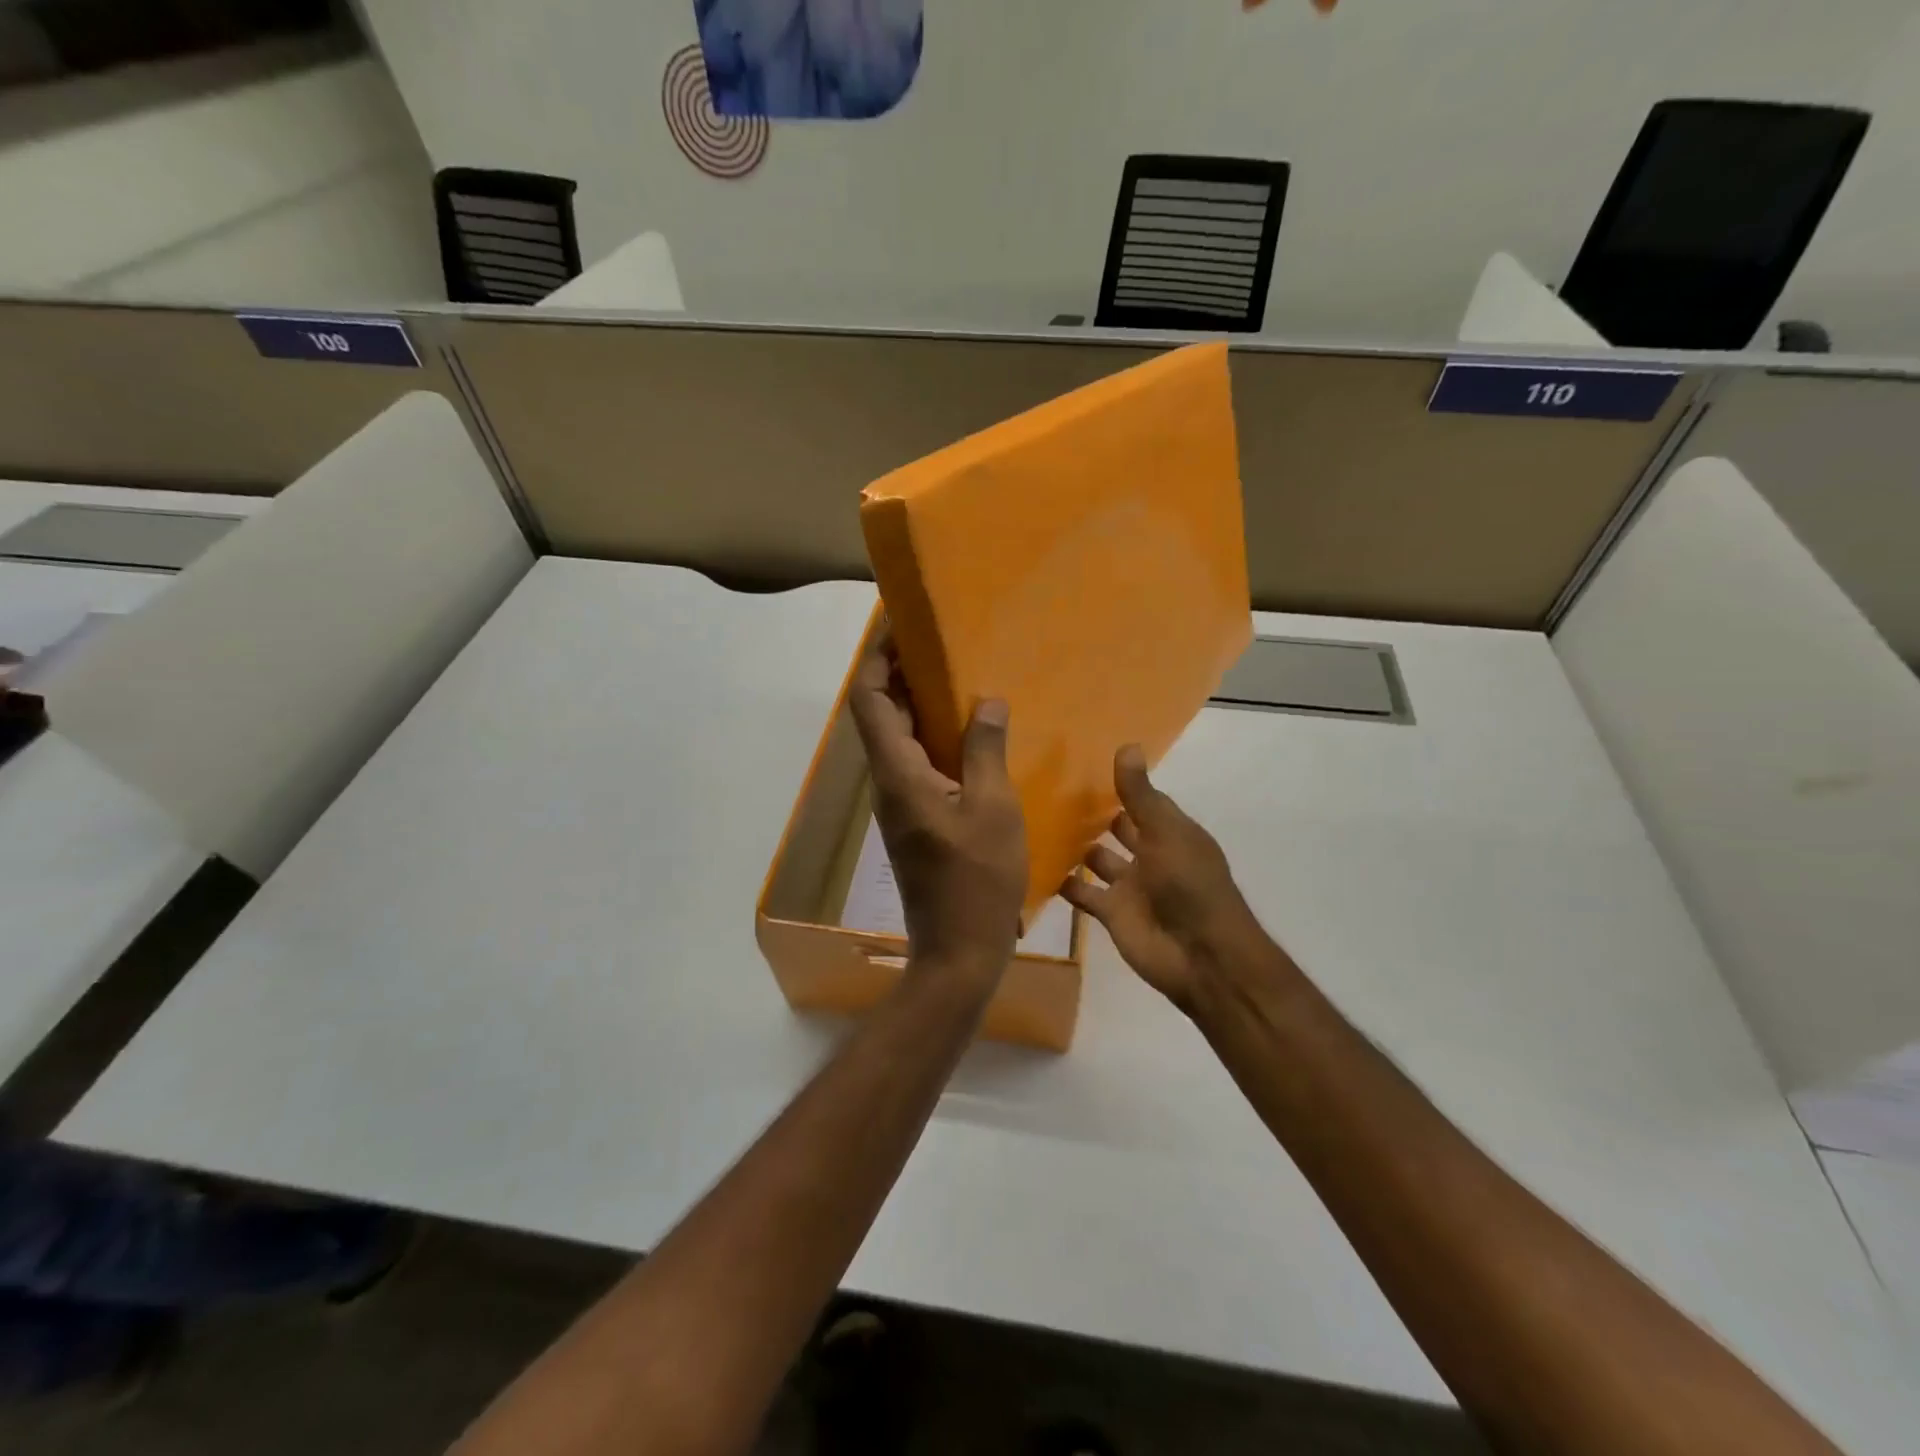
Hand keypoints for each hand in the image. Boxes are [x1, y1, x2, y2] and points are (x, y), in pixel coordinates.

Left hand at [847, 641, 1027, 991]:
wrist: (959, 949)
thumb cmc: (977, 879)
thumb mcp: (993, 807)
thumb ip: (984, 749)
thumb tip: (985, 701)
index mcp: (898, 774)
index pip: (871, 701)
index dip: (879, 659)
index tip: (903, 627)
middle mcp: (890, 783)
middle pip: (882, 715)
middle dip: (904, 675)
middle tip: (944, 646)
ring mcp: (901, 804)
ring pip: (901, 740)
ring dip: (922, 706)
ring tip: (962, 680)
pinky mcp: (917, 819)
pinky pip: (918, 764)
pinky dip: (936, 738)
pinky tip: (973, 735)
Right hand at [1061, 746, 1271, 1012]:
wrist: (1200, 956)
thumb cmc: (1189, 884)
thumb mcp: (1165, 832)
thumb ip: (1140, 794)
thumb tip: (1127, 744)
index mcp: (1170, 832)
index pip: (1142, 802)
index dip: (1120, 785)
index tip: (1083, 765)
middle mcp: (1150, 855)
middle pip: (1119, 829)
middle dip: (1094, 814)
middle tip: (1051, 790)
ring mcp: (1130, 886)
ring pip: (1097, 860)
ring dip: (1076, 846)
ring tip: (1037, 822)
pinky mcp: (1111, 913)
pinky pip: (1083, 893)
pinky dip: (1063, 883)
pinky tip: (1034, 865)